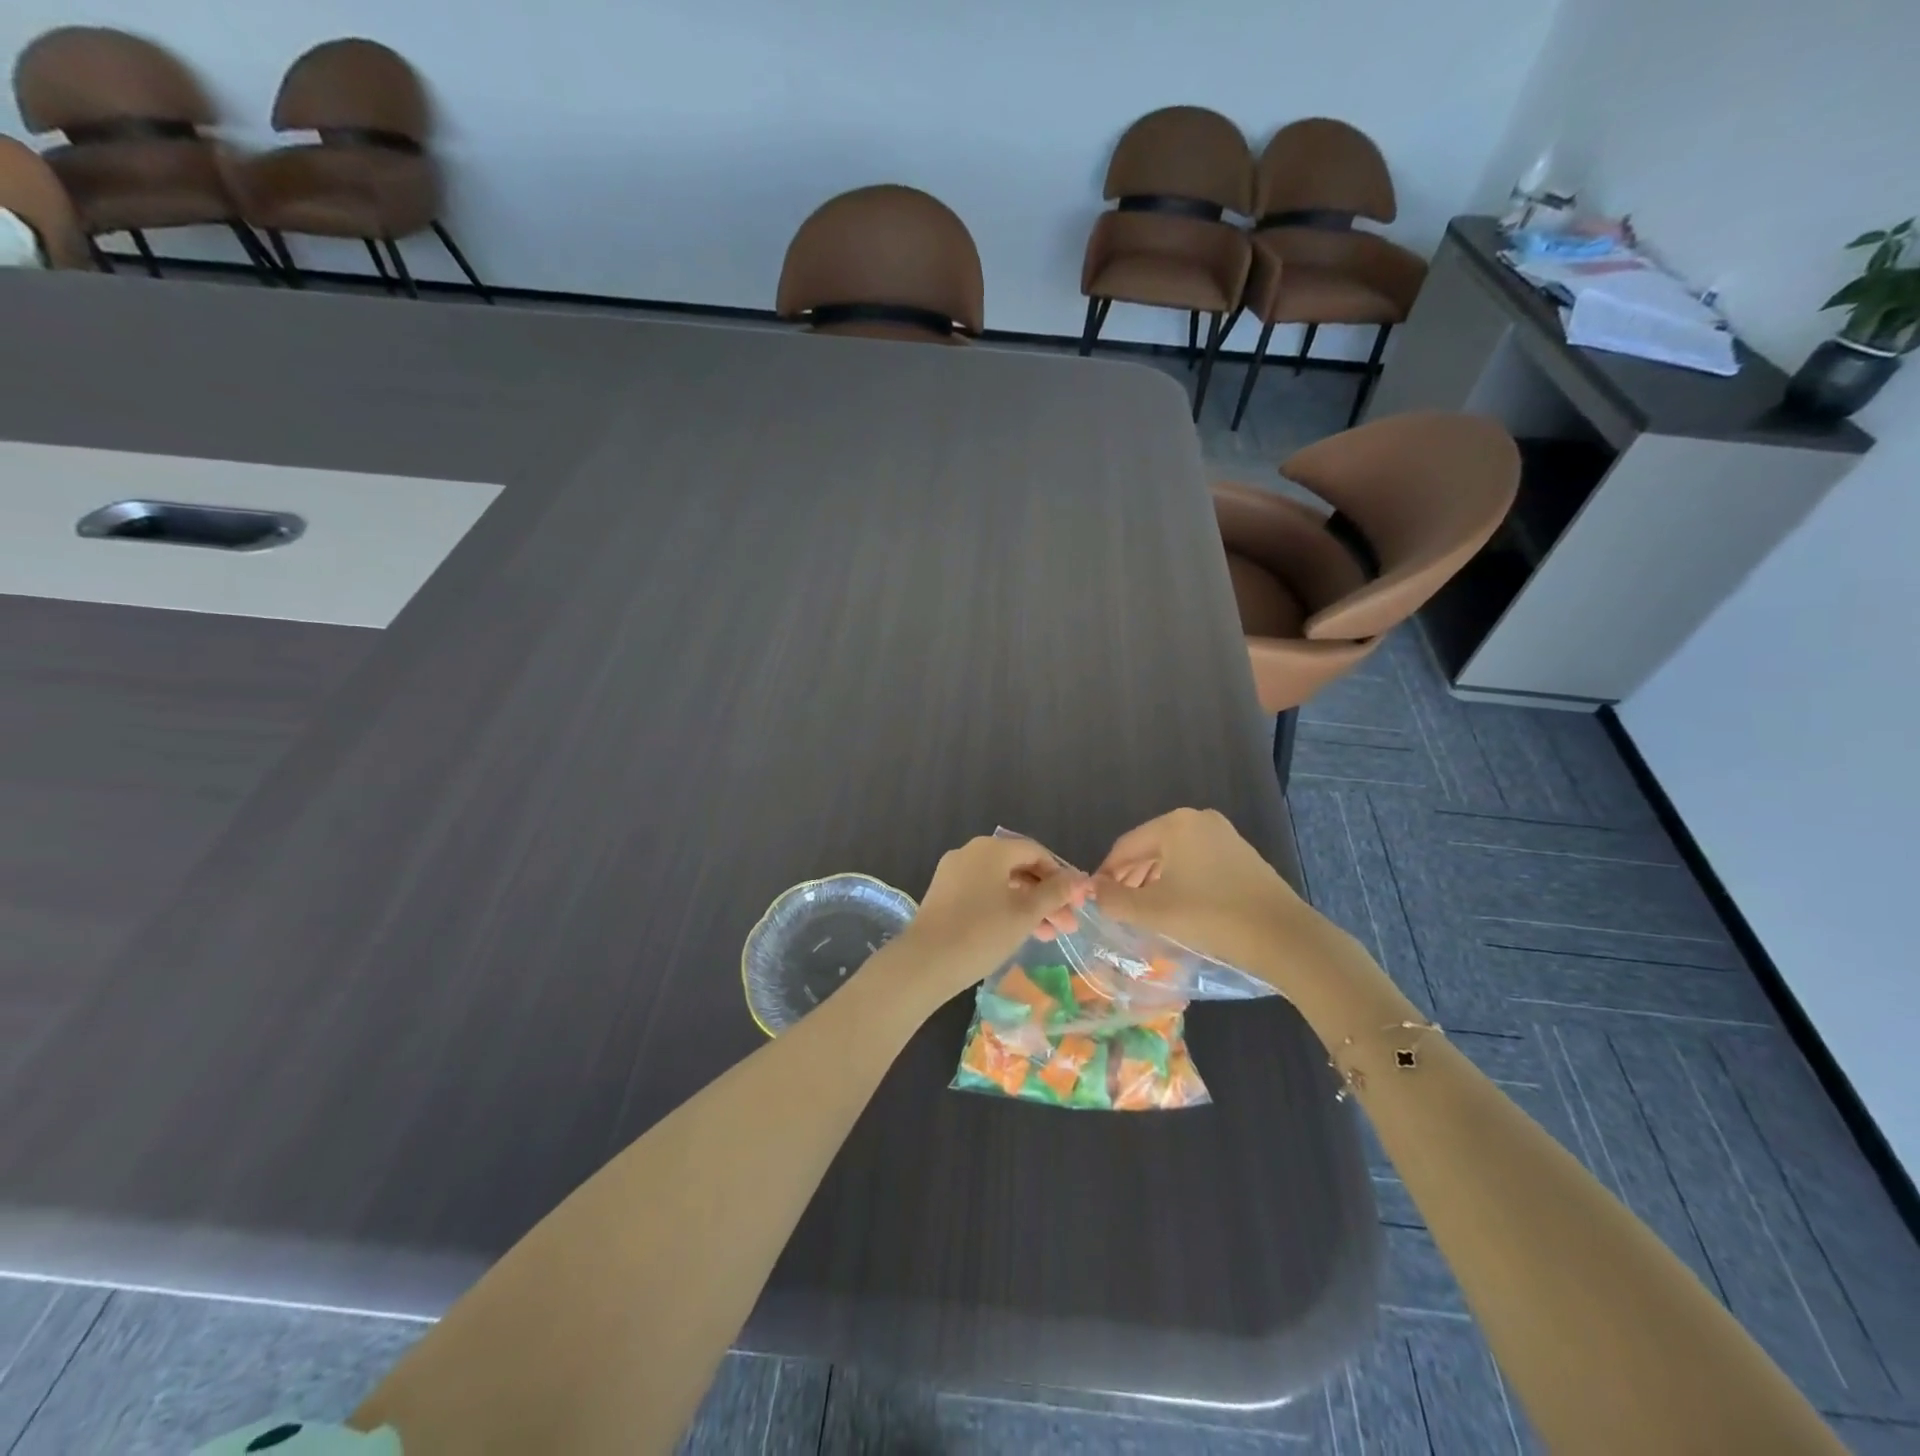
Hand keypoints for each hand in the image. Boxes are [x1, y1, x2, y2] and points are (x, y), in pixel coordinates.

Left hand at [879, 836, 1088, 1009]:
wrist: (925, 963)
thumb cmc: (981, 933)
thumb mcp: (1025, 914)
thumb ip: (1055, 893)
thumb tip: (1080, 878)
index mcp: (991, 849)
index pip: (1036, 852)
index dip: (1061, 876)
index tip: (1077, 904)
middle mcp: (971, 853)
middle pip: (1019, 867)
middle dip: (1047, 896)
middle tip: (1067, 925)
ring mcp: (954, 873)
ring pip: (1002, 883)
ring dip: (1028, 906)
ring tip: (1049, 936)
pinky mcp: (944, 894)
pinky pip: (983, 893)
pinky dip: (1005, 908)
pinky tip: (1019, 932)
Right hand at [1090, 809, 1321, 994]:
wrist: (1283, 937)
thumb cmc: (1210, 916)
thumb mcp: (1152, 911)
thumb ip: (1114, 900)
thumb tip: (1092, 892)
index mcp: (1175, 824)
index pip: (1125, 847)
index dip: (1105, 874)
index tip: (1094, 900)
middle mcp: (1199, 820)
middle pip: (1150, 848)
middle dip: (1129, 878)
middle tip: (1116, 907)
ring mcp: (1224, 836)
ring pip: (1173, 857)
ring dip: (1153, 881)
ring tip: (1142, 911)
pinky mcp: (1241, 857)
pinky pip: (1197, 864)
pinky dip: (1179, 882)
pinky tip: (1176, 907)